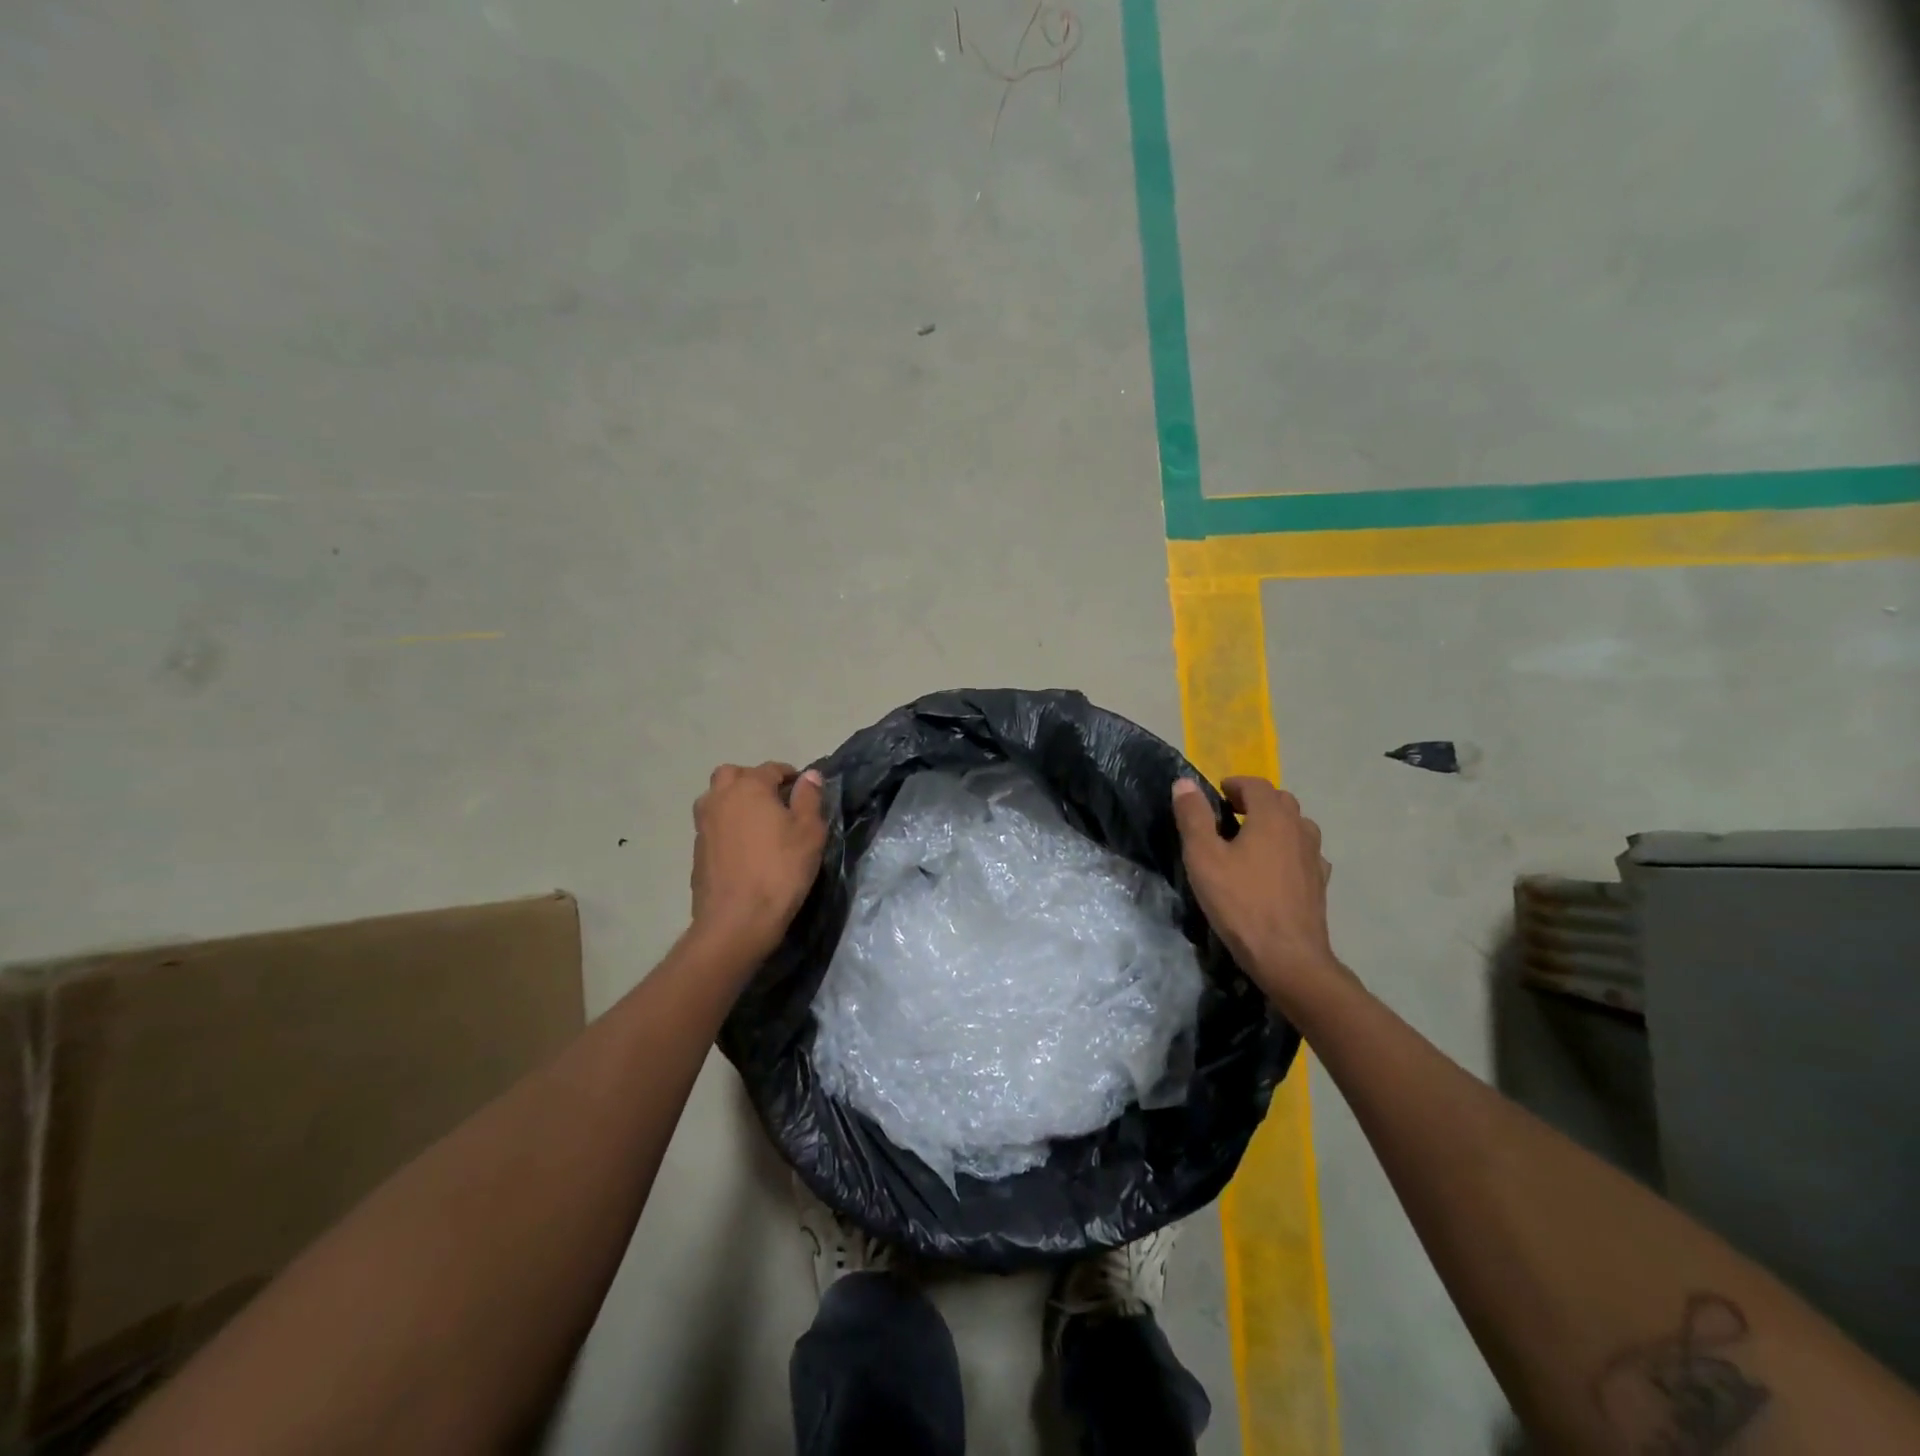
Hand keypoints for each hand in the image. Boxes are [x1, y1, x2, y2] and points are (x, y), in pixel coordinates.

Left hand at [691, 762, 828, 958]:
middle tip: (775, 801)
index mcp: (749, 787)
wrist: (737, 920)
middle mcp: (720, 798)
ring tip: (758, 823)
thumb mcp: (809, 832)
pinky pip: (713, 825)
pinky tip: (744, 848)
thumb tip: (809, 775)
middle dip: (754, 780)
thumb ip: (809, 798)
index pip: (771, 768)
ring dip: (735, 801)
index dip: (791, 776)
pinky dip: (727, 826)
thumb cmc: (781, 871)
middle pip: (733, 775)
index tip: (805, 792)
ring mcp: (703, 825)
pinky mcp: (696, 850)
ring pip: (716, 798)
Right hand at [1171, 776, 1342, 1008]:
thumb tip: (1184, 782)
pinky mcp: (1319, 883)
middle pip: (1281, 801)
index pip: (1257, 784)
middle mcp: (1299, 829)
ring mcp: (1314, 857)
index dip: (1235, 784)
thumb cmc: (1240, 903)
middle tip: (1229, 815)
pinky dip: (1289, 850)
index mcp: (1271, 817)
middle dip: (1255, 801)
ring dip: (1275, 824)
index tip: (1217, 793)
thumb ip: (1193, 816)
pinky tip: (1274, 869)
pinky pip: (1305, 854)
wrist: (1287, 956)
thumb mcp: (1204, 858)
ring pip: (1297, 826)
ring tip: (1252, 840)